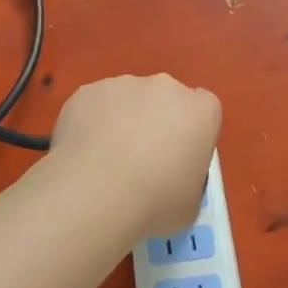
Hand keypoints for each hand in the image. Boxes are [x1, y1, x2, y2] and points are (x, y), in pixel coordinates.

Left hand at [47, 74, 221, 243]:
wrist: (94, 193)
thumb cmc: (155, 203)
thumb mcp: (190, 203)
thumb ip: (188, 179)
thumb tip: (172, 177)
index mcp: (200, 112)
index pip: (205, 110)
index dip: (192, 133)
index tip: (180, 157)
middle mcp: (165, 88)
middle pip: (165, 99)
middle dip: (156, 122)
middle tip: (141, 160)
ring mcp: (123, 84)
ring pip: (127, 99)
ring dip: (122, 121)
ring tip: (105, 162)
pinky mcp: (87, 91)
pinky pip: (94, 105)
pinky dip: (91, 124)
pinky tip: (82, 155)